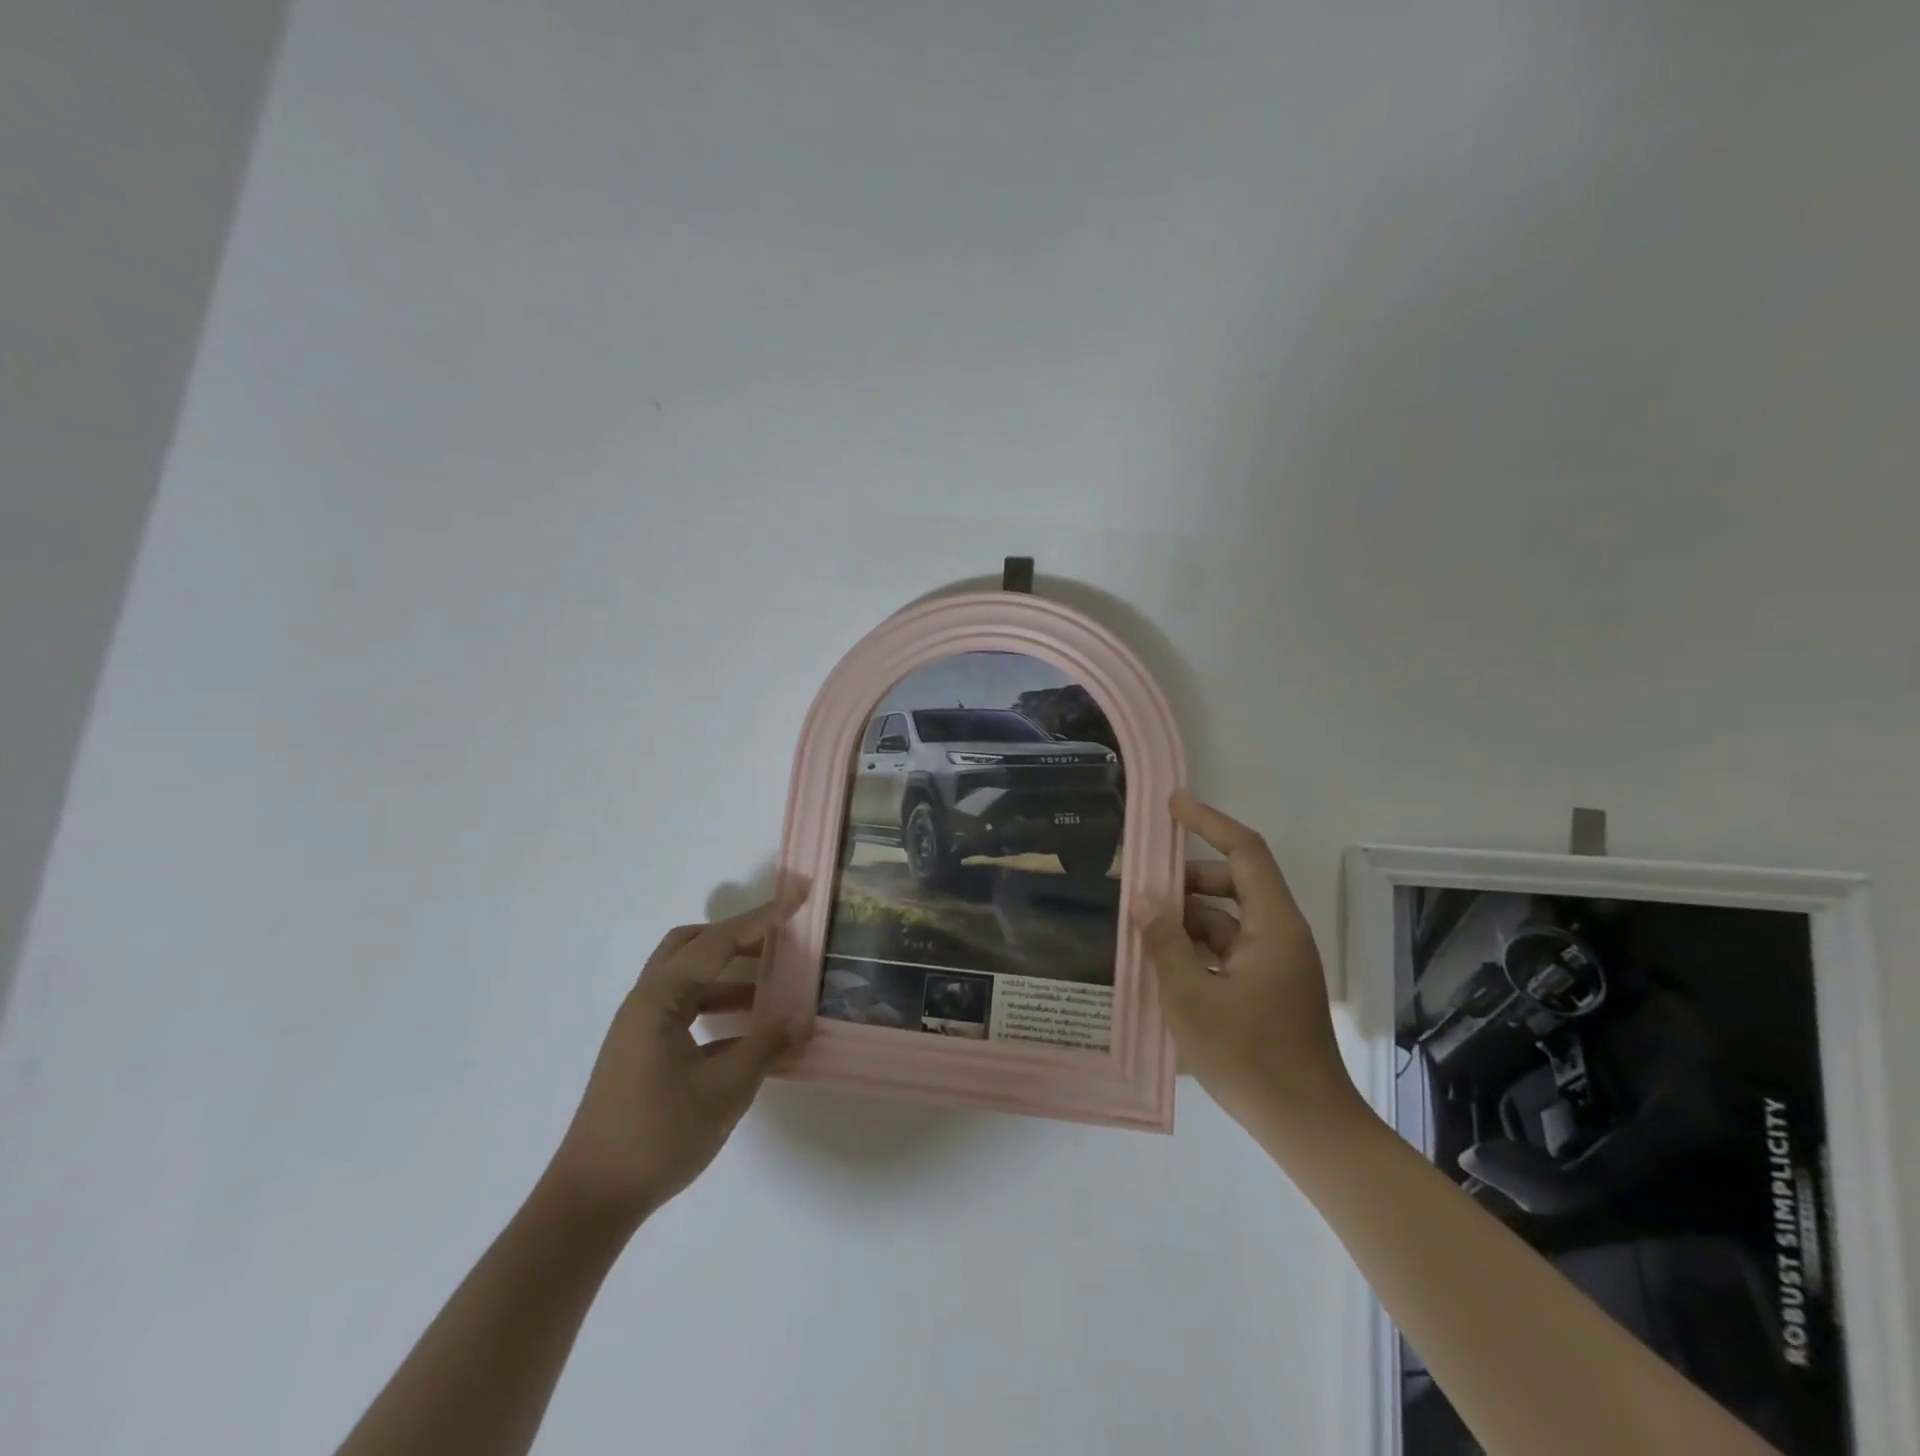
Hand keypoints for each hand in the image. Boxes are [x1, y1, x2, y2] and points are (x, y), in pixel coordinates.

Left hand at [542, 890, 812, 1228]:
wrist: (591, 1200)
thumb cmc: (657, 1135)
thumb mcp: (725, 1088)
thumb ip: (767, 1045)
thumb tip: (802, 1016)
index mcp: (660, 999)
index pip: (718, 942)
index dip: (762, 918)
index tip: (798, 896)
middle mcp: (646, 1002)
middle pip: (692, 946)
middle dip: (738, 938)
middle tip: (779, 942)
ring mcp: (641, 1029)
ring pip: (689, 980)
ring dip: (730, 976)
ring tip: (774, 989)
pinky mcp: (643, 1053)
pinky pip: (686, 1010)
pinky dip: (718, 1007)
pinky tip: (749, 1033)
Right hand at [1140, 794, 1357, 1128]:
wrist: (1305, 1125)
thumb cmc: (1250, 1057)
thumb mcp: (1192, 997)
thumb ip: (1165, 942)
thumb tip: (1143, 898)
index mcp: (1272, 925)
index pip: (1244, 852)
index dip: (1208, 822)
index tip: (1171, 805)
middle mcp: (1277, 934)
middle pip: (1231, 883)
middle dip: (1184, 879)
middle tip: (1139, 885)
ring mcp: (1273, 963)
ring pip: (1224, 919)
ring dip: (1184, 917)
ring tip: (1139, 927)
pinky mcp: (1265, 988)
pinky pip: (1225, 949)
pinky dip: (1194, 947)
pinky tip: (1159, 962)